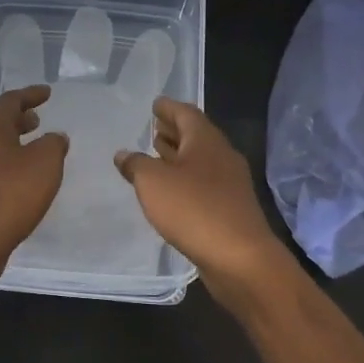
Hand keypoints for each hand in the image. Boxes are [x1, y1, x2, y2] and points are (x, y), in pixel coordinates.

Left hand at [0, 86, 68, 271]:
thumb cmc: (12, 193)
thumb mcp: (46, 162)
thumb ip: (53, 144)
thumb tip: (54, 137)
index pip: (10, 101)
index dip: (31, 95)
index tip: (47, 93)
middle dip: (18, 120)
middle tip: (37, 121)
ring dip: (12, 143)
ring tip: (32, 151)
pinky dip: (6, 165)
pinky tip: (20, 180)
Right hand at [113, 98, 281, 284]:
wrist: (240, 258)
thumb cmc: (194, 209)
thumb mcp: (153, 183)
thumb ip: (136, 164)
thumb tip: (123, 154)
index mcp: (205, 140)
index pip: (186, 113)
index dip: (168, 108)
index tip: (155, 104)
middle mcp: (221, 155)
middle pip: (195, 135)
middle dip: (173, 131)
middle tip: (153, 128)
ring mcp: (229, 183)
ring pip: (200, 161)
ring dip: (179, 156)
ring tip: (157, 155)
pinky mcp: (230, 208)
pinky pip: (203, 183)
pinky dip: (185, 179)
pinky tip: (171, 190)